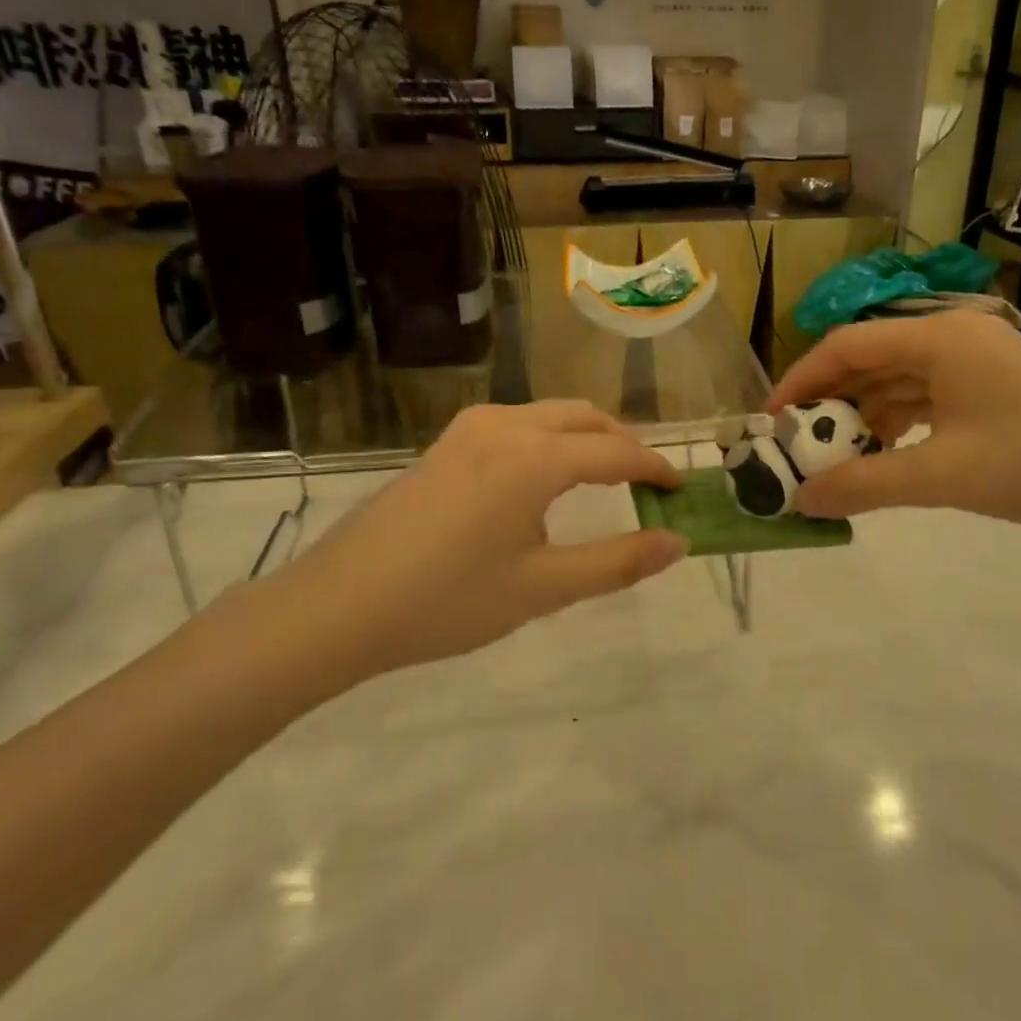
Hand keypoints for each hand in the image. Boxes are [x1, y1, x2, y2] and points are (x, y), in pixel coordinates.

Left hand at [242, 403, 686, 696]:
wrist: (339, 606)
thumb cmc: (447, 601)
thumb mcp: (542, 589)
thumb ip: (617, 562)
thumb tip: (676, 542)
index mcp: (535, 458)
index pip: (616, 452)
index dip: (655, 468)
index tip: (680, 488)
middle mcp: (506, 426)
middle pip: (585, 418)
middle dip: (623, 443)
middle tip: (647, 483)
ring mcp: (470, 429)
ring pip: (549, 415)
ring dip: (586, 437)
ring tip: (603, 479)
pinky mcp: (446, 442)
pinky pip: (518, 424)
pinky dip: (550, 440)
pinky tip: (543, 482)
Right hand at [767, 311, 1020, 532]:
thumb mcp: (943, 476)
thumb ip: (866, 485)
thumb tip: (802, 501)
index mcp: (938, 339)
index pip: (847, 345)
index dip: (802, 379)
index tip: (772, 419)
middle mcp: (952, 337)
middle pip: (870, 359)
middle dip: (830, 401)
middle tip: (798, 442)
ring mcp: (974, 359)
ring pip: (896, 379)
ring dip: (863, 414)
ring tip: (835, 455)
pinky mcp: (989, 385)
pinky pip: (925, 395)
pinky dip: (897, 421)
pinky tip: (883, 452)